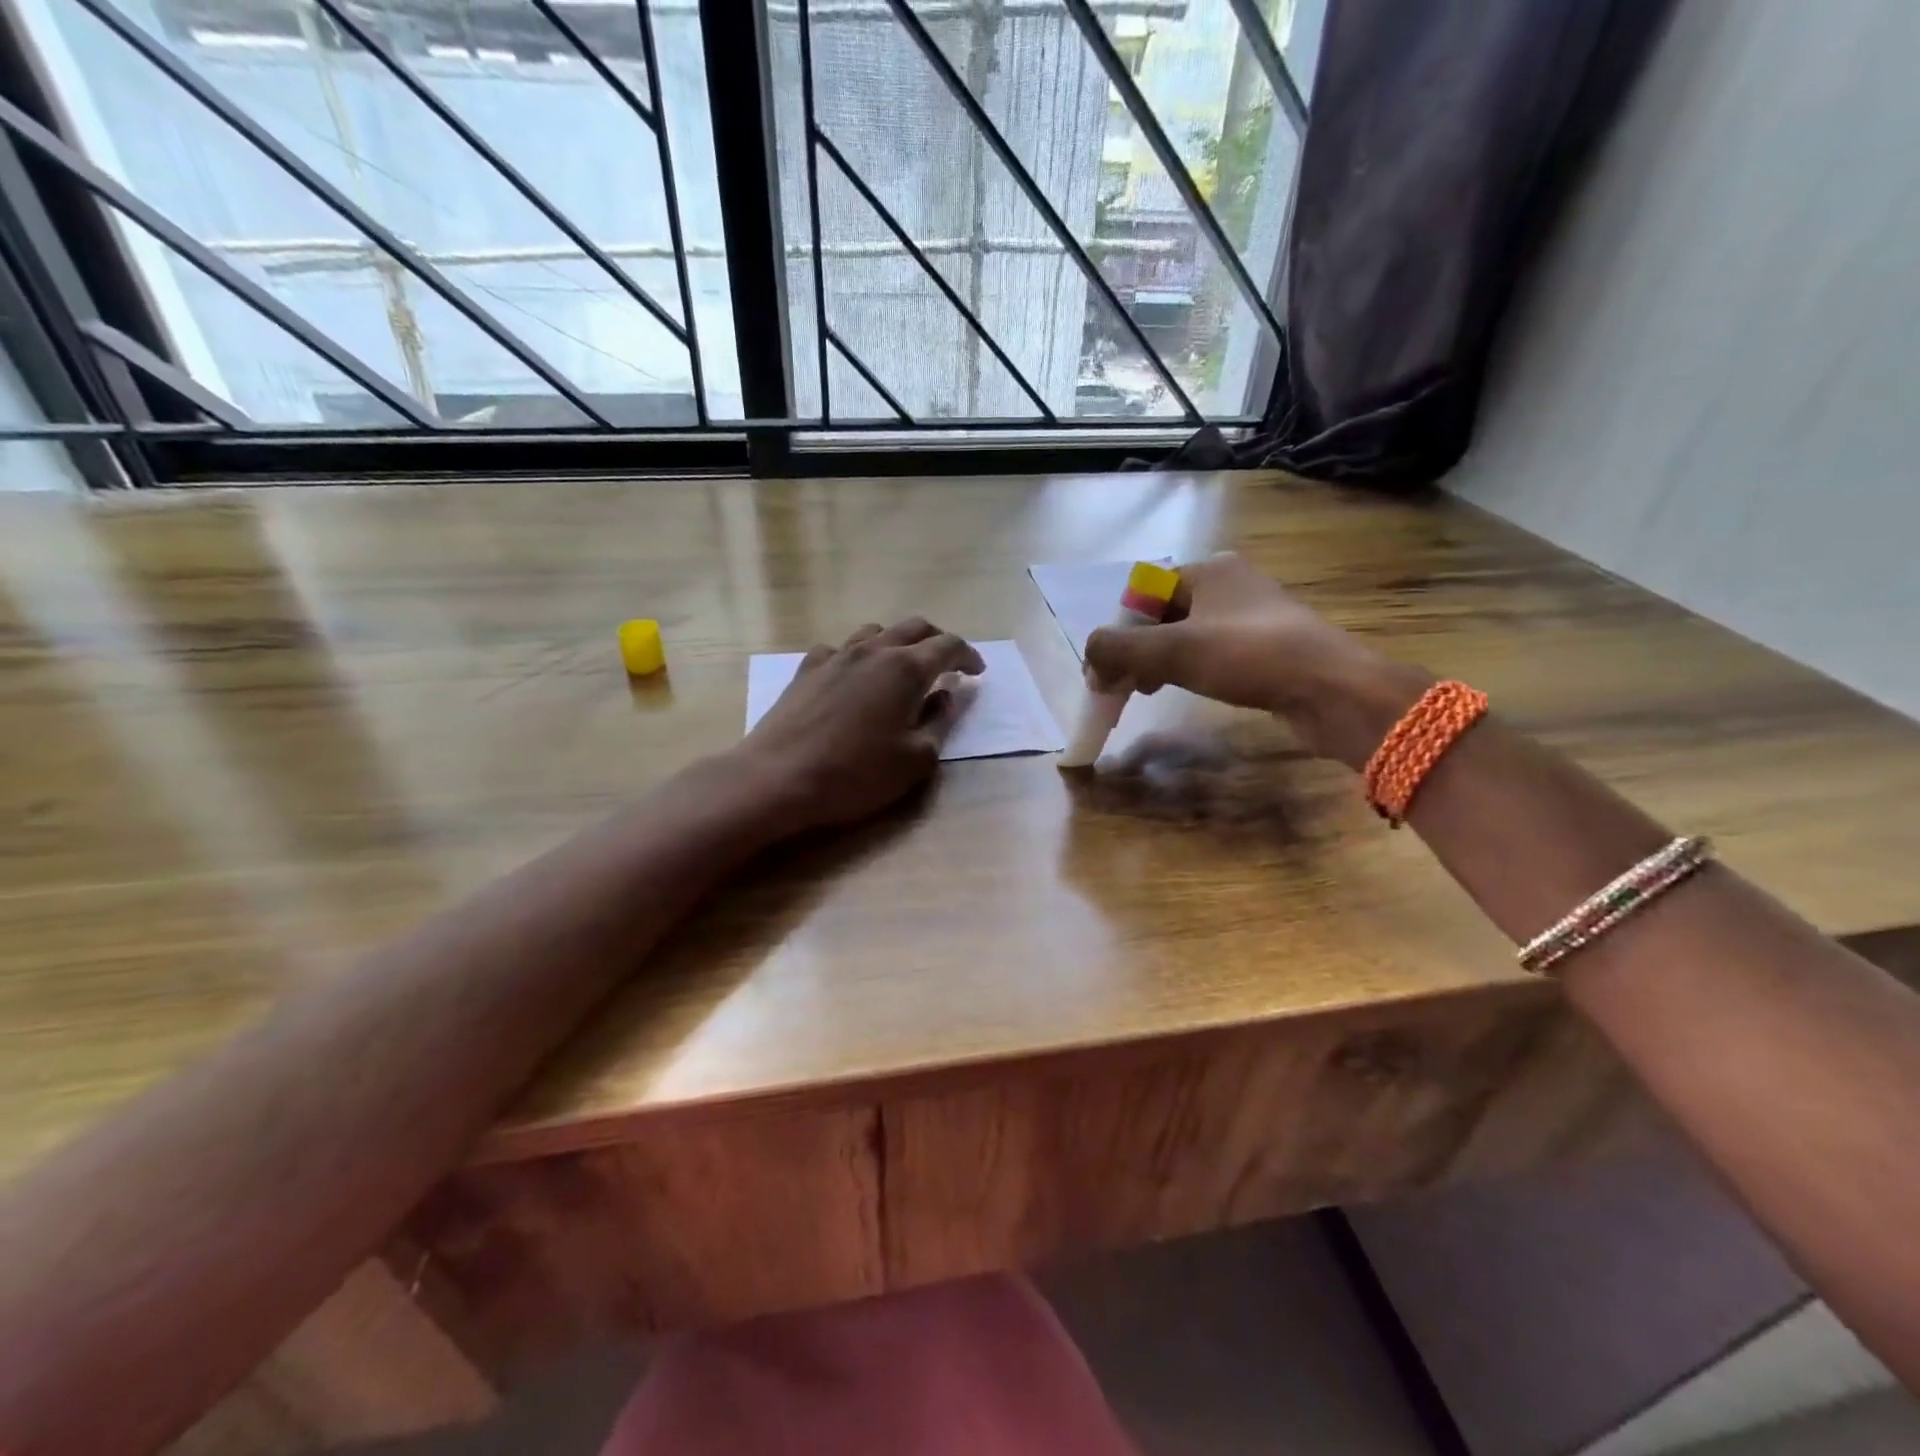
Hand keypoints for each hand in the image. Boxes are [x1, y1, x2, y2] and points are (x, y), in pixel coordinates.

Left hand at [737, 618, 984, 830]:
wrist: (778, 777)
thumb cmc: (856, 774)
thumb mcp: (916, 758)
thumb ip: (939, 722)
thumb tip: (947, 694)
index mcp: (905, 669)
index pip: (948, 645)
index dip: (968, 655)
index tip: (977, 672)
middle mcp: (872, 651)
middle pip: (914, 627)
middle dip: (937, 641)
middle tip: (948, 664)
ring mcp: (835, 656)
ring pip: (875, 632)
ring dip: (897, 643)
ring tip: (902, 667)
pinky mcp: (806, 669)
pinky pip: (839, 649)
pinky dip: (857, 656)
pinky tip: (853, 678)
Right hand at [1083, 553, 1427, 767]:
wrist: (1330, 689)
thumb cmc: (1248, 657)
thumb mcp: (1172, 650)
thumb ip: (1118, 649)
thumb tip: (1089, 658)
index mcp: (1210, 569)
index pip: (1143, 593)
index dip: (1118, 631)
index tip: (1105, 669)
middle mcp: (1231, 584)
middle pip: (1162, 615)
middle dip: (1135, 650)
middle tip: (1120, 685)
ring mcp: (1251, 616)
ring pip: (1185, 636)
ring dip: (1157, 662)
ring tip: (1145, 691)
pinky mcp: (1266, 647)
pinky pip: (1210, 653)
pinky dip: (1186, 670)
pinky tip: (1181, 690)